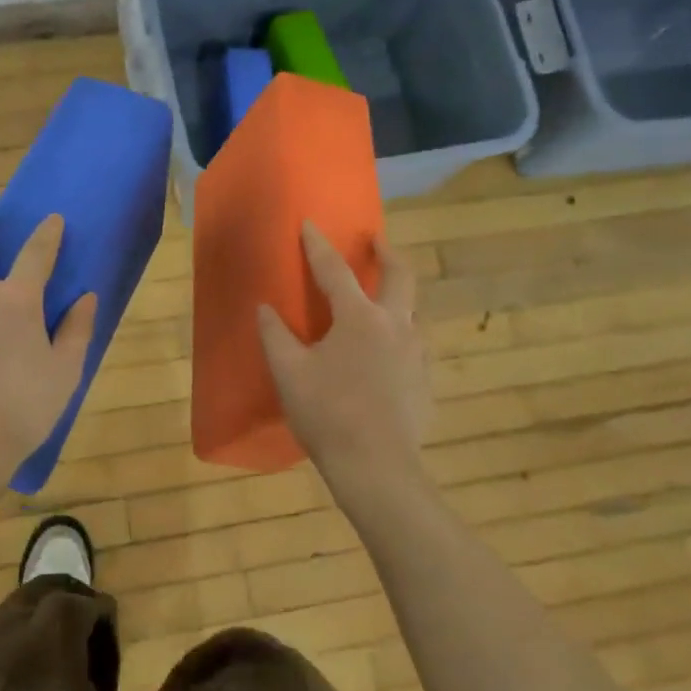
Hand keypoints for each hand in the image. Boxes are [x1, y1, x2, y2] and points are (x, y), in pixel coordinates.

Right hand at [257, 222, 429, 476]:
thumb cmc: (327, 414)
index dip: (319, 246)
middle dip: (387, 254)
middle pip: (401, 276)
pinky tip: (388, 355)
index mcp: (360, 318)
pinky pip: (415, 345)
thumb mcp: (289, 373)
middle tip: (377, 242)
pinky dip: (401, 335)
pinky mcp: (426, 381)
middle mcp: (396, 326)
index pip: (335, 271)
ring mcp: (417, 354)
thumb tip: (265, 309)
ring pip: (413, 312)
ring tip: (382, 302)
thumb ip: (275, 336)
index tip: (310, 224)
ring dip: (398, 297)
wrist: (377, 467)